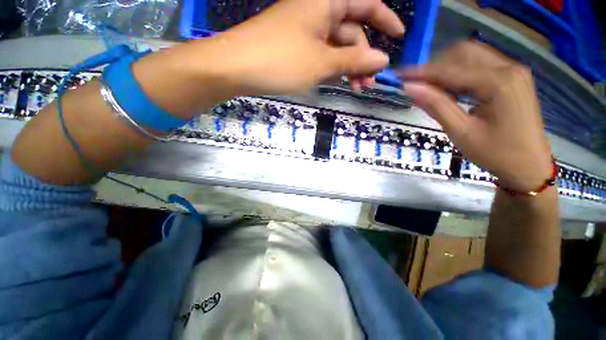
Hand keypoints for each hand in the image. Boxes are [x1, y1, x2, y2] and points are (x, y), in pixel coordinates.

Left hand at [203, 0, 404, 94]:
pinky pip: (321, 53)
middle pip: (351, 30)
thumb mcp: (321, 62)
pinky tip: (334, 81)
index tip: (399, 38)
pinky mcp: (295, 46)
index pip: (366, 3)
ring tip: (356, 88)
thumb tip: (382, 60)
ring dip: (348, 66)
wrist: (235, 68)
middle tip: (368, 84)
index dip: (386, 19)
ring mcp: (304, 29)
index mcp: (326, 2)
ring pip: (336, 45)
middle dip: (363, 56)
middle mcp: (317, 10)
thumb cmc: (280, 61)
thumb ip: (353, 60)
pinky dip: (331, 67)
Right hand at [399, 41, 552, 191]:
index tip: (399, 76)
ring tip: (432, 91)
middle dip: (436, 66)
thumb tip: (409, 88)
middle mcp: (509, 68)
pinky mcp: (512, 76)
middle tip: (418, 86)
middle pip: (463, 52)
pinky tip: (451, 91)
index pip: (450, 69)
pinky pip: (480, 65)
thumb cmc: (496, 153)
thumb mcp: (461, 132)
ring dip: (447, 69)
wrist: (529, 165)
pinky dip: (460, 73)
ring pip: (471, 56)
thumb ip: (435, 105)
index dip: (421, 72)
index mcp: (499, 83)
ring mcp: (513, 70)